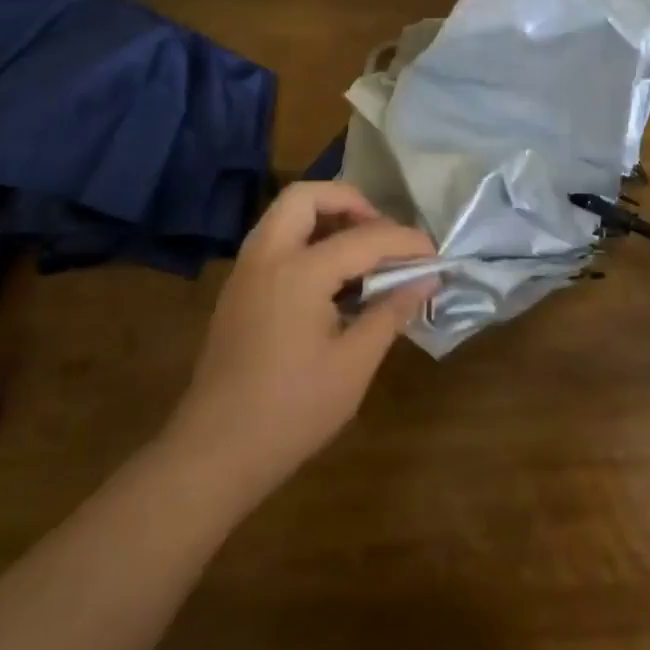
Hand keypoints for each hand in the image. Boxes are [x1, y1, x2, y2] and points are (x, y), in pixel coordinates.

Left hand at [163, 182, 436, 501]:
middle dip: (350, 202)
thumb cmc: (292, 411)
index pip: (364, 237)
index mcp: (298, 272)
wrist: (214, 453)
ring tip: (361, 252)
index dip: (406, 242)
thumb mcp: (354, 364)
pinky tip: (331, 280)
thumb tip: (426, 279)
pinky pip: (274, 240)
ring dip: (325, 217)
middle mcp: (267, 256)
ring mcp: (246, 271)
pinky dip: (306, 239)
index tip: (434, 255)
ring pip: (285, 214)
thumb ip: (390, 312)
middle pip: (306, 196)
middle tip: (381, 233)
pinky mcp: (238, 290)